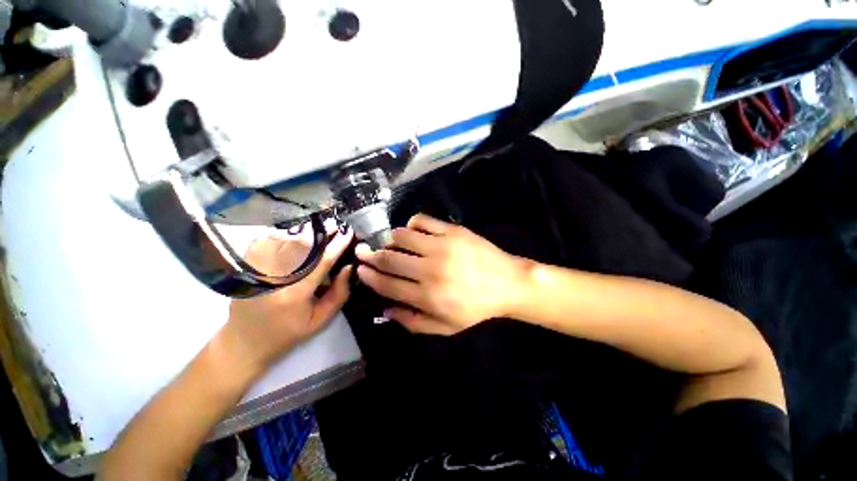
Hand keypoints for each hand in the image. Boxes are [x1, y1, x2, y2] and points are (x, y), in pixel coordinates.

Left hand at [221, 228, 353, 376]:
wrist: (244, 342)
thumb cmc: (287, 333)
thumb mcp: (320, 320)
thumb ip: (339, 294)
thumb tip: (348, 268)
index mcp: (295, 293)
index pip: (321, 261)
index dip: (337, 245)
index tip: (348, 232)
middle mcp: (275, 277)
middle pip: (301, 246)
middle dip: (321, 232)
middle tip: (334, 224)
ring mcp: (257, 270)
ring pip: (283, 241)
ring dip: (303, 232)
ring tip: (318, 227)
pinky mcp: (248, 268)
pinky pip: (265, 242)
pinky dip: (280, 235)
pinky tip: (292, 235)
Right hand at [355, 214, 525, 334]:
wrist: (507, 283)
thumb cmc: (476, 307)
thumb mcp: (445, 327)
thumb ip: (412, 322)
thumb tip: (385, 310)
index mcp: (428, 296)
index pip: (388, 284)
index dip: (370, 276)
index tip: (360, 269)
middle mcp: (430, 270)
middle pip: (390, 259)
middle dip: (371, 256)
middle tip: (363, 252)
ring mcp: (442, 246)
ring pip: (402, 236)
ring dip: (391, 240)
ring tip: (391, 243)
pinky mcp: (452, 231)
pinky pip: (422, 220)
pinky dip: (412, 224)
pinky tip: (413, 231)